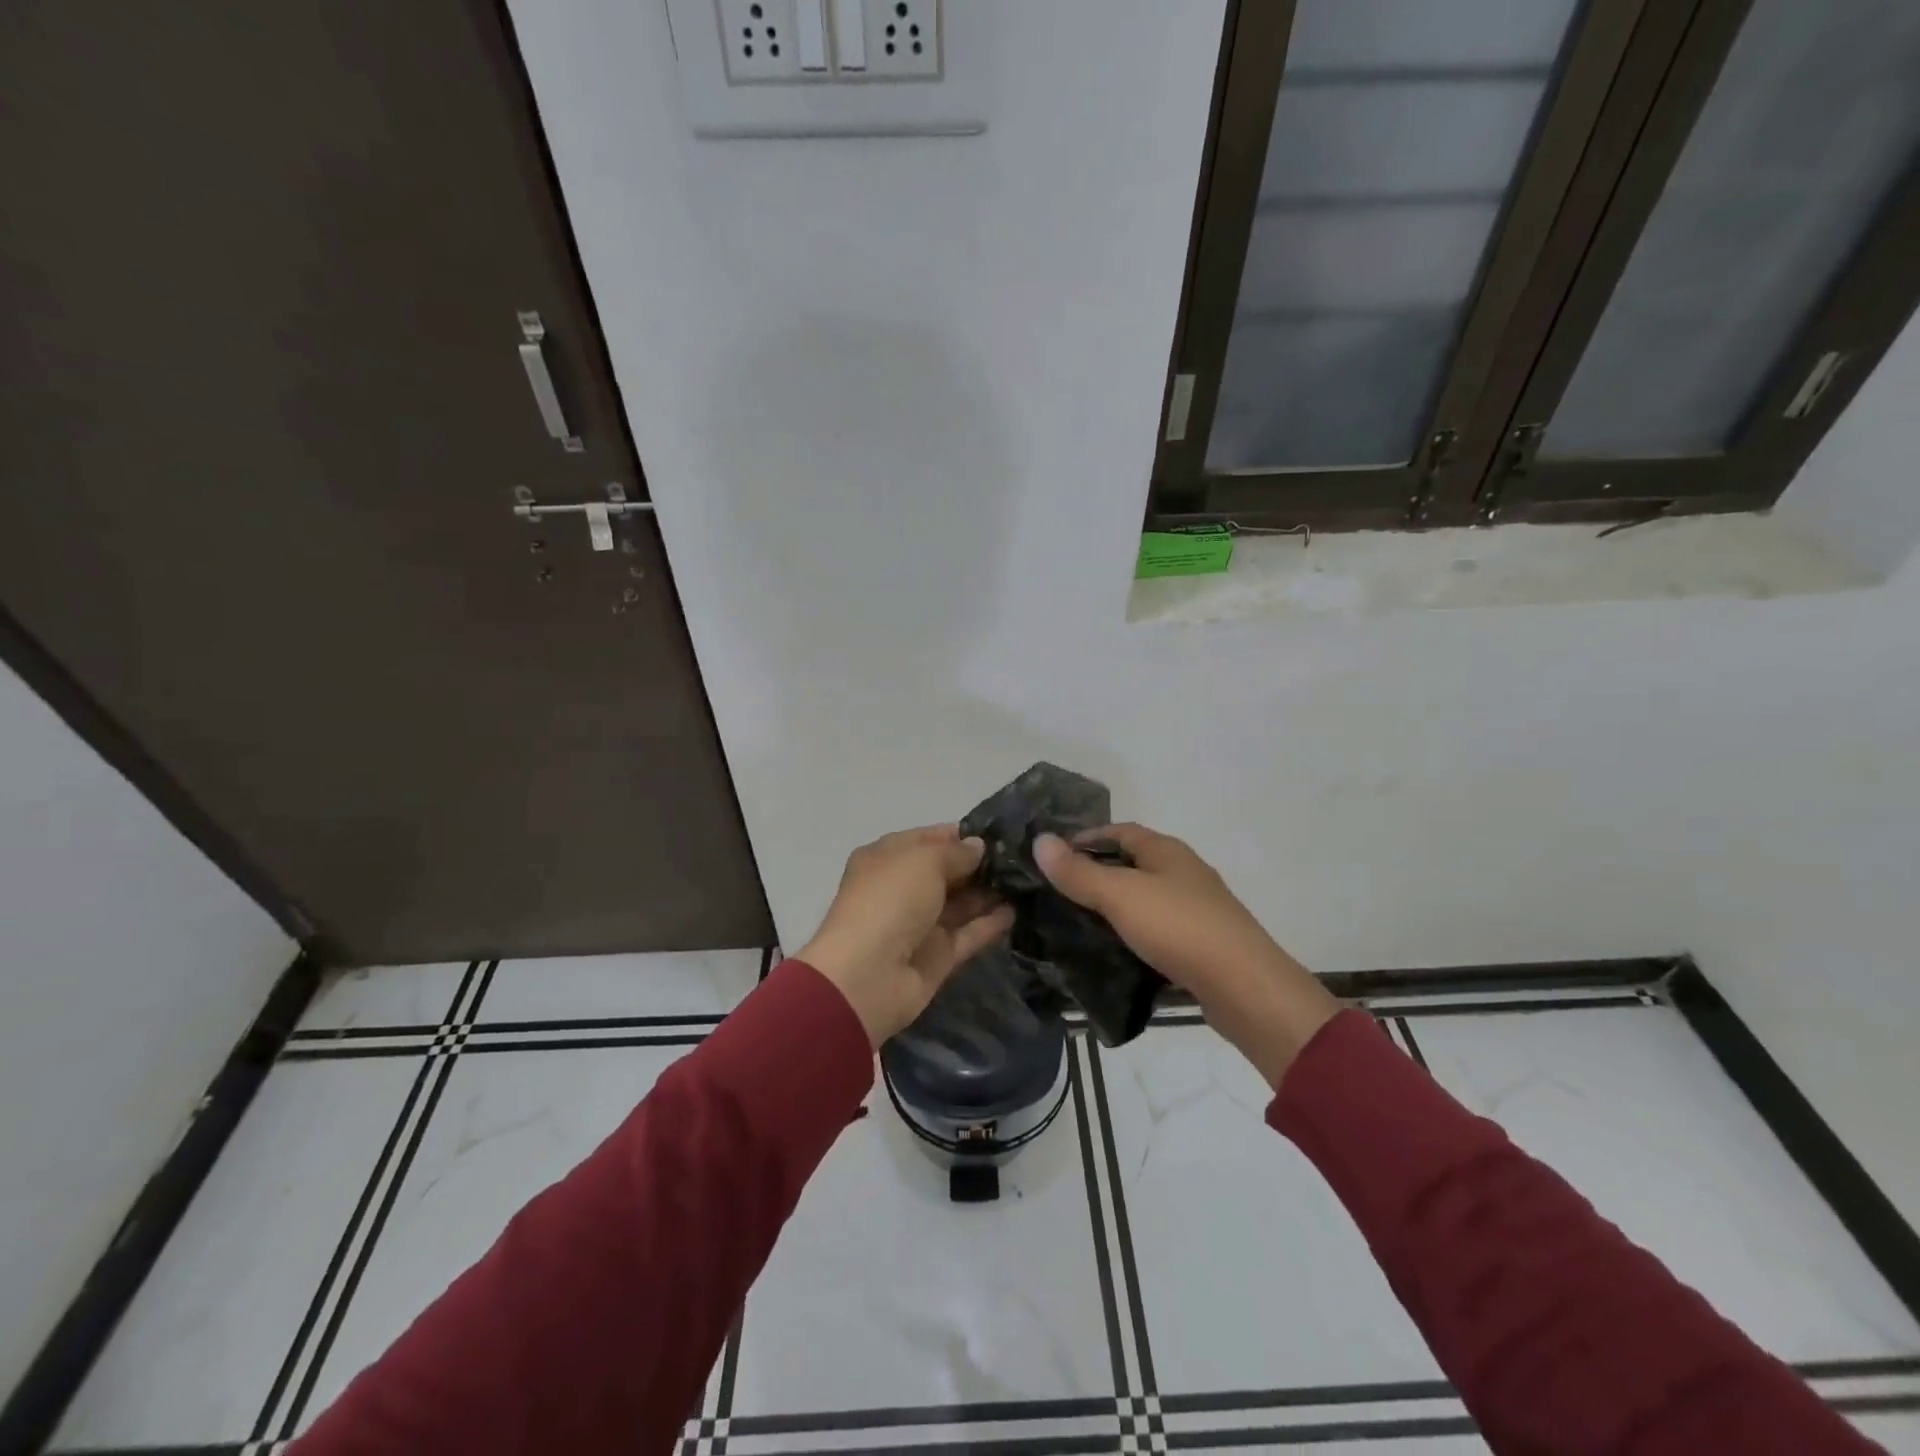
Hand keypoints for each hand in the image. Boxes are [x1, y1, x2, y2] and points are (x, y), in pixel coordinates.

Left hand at [799, 825, 1015, 1046]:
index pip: (930, 839)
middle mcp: (903, 888)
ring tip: (1029, 880)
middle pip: (948, 871)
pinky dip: (991, 923)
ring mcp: (921, 924)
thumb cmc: (890, 900)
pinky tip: (1019, 910)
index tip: (1003, 832)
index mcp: (887, 858)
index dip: (963, 835)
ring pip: (962, 903)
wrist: (867, 976)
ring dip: (991, 892)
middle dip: (982, 864)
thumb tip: (978, 847)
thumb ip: (956, 852)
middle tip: (1025, 857)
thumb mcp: (923, 860)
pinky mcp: (938, 955)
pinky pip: (969, 934)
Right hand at [1035, 824, 1339, 1085]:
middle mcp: (1183, 872)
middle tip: (1058, 890)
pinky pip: (1158, 929)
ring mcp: (1196, 909)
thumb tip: (1040, 840)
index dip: (1085, 837)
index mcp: (1167, 851)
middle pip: (1133, 862)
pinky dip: (1133, 934)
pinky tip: (1114, 951)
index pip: (1119, 830)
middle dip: (1097, 871)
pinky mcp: (1201, 944)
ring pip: (1145, 898)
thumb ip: (1078, 872)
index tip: (1053, 855)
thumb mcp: (1120, 895)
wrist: (1245, 988)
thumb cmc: (1179, 928)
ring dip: (1114, 905)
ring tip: (1078, 922)